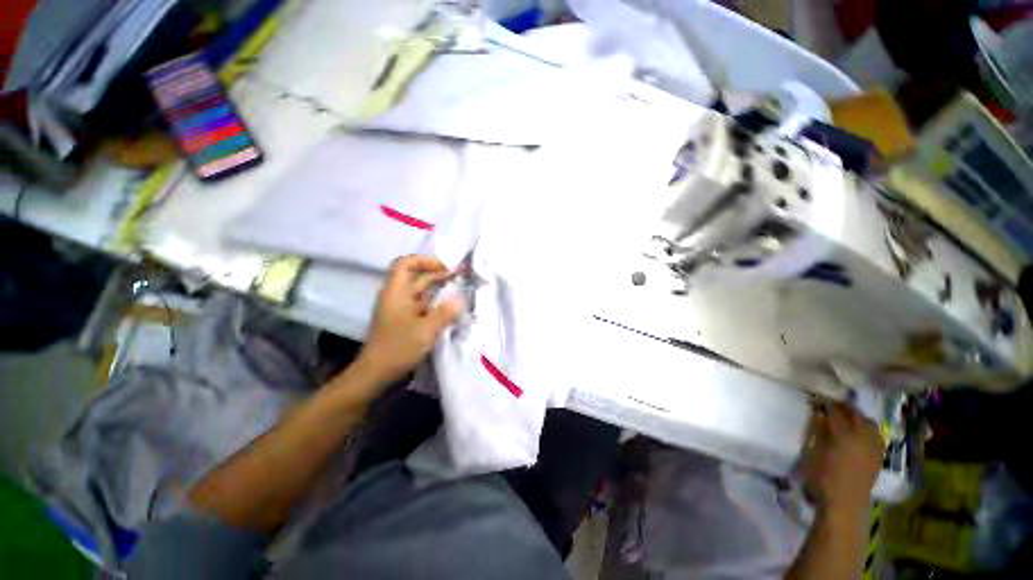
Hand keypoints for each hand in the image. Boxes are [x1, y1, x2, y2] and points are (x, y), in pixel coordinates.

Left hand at [355, 255, 463, 385]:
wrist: (376, 375)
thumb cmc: (397, 349)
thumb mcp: (425, 330)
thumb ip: (445, 313)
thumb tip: (461, 298)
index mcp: (396, 292)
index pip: (406, 264)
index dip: (425, 261)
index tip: (446, 267)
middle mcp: (398, 297)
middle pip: (417, 277)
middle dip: (439, 275)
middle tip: (463, 278)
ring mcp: (402, 309)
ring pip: (423, 292)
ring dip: (441, 290)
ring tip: (461, 290)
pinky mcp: (407, 321)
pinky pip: (425, 306)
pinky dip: (438, 304)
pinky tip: (452, 309)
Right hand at [801, 403, 883, 515]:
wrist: (844, 505)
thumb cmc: (822, 478)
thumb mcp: (813, 452)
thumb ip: (817, 430)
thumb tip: (818, 412)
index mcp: (844, 434)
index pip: (835, 411)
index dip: (825, 403)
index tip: (816, 398)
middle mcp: (862, 437)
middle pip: (855, 414)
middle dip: (844, 407)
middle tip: (831, 403)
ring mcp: (873, 447)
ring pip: (869, 423)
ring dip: (858, 416)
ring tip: (846, 416)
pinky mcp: (878, 456)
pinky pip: (876, 435)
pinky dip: (868, 428)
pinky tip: (860, 431)